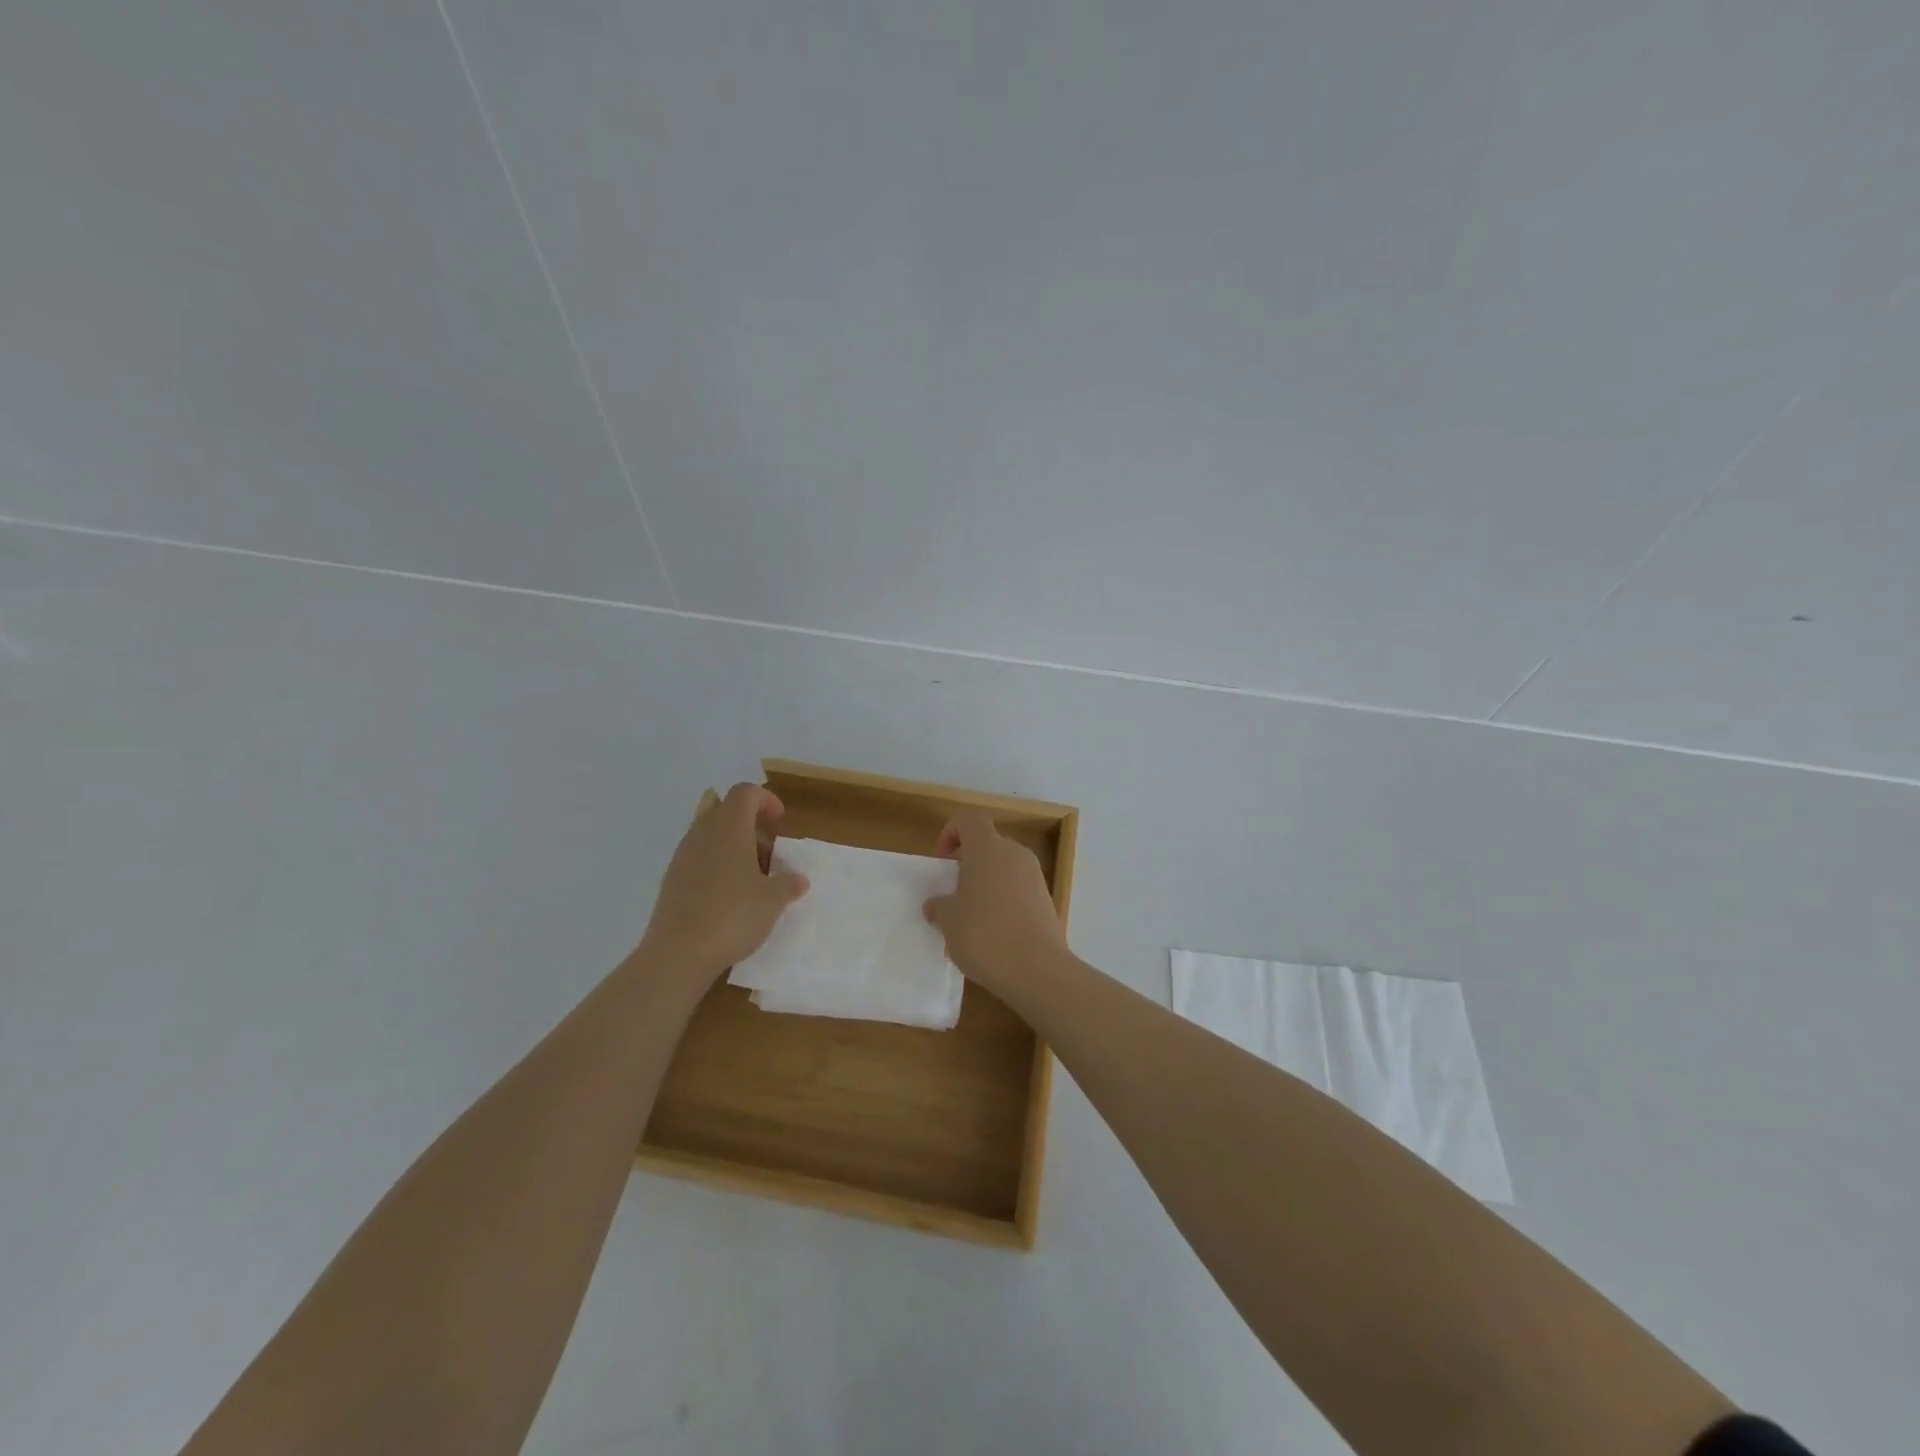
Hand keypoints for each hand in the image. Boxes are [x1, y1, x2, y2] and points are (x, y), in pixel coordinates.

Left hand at [641, 784, 808, 977]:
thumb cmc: (733, 915)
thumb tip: (798, 879)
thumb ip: (788, 884)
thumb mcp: (773, 901)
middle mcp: (702, 833)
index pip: (745, 792)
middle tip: (770, 855)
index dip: (766, 800)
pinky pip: (698, 859)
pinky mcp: (672, 880)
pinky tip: (730, 897)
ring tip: (753, 879)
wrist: (678, 953)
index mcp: (729, 827)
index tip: (780, 821)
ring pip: (710, 835)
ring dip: (733, 847)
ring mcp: (682, 857)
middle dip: (750, 826)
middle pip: (725, 811)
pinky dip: (717, 866)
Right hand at [922, 810, 1066, 989]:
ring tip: (971, 917)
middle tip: (953, 892)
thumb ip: (939, 906)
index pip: (969, 820)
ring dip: (986, 883)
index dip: (951, 833)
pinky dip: (1004, 900)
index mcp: (988, 848)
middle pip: (988, 844)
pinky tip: (994, 932)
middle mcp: (1014, 854)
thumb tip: (937, 905)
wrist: (1036, 969)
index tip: (942, 862)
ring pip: (1004, 867)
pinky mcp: (1047, 899)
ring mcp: (1035, 876)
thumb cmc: (984, 935)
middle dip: (968, 862)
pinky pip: (1018, 888)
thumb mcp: (948, 922)